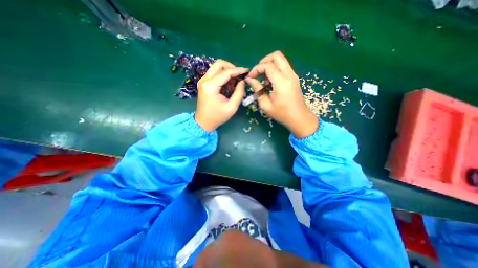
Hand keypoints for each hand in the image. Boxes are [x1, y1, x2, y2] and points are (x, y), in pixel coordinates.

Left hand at [193, 59, 248, 132]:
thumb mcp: (232, 107)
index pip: (226, 72)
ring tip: (235, 83)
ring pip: (216, 67)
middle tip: (239, 76)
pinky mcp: (203, 83)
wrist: (203, 122)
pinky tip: (228, 85)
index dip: (238, 70)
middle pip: (219, 64)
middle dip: (232, 67)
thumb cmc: (218, 117)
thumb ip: (239, 93)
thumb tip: (242, 81)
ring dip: (227, 72)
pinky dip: (223, 76)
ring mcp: (202, 81)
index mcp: (210, 86)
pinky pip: (214, 73)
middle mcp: (204, 80)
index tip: (247, 71)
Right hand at [247, 50, 316, 137]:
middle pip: (276, 56)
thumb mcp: (265, 104)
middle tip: (257, 73)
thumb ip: (257, 89)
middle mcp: (289, 74)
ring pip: (280, 60)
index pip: (267, 65)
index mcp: (281, 81)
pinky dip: (275, 70)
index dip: (256, 69)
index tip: (250, 77)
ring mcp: (293, 75)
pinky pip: (283, 67)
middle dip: (264, 61)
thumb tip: (249, 79)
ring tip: (265, 81)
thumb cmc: (281, 113)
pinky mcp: (294, 77)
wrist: (299, 118)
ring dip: (270, 66)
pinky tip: (271, 83)